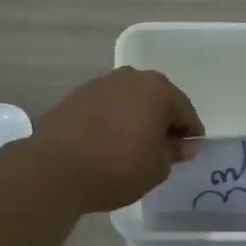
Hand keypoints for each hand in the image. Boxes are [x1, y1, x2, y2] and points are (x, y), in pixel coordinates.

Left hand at [28, 67, 203, 213]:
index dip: (190, 135)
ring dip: (134, 121)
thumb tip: (182, 146)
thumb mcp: (157, 167)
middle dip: (161, 123)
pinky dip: (111, 123)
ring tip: (132, 150)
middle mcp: (128, 77)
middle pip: (155, 101)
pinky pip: (104, 110)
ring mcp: (98, 85)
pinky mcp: (74, 98)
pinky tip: (107, 146)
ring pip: (128, 103)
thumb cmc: (118, 166)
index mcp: (156, 88)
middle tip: (162, 152)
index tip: (189, 154)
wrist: (55, 169)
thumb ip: (174, 152)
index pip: (184, 112)